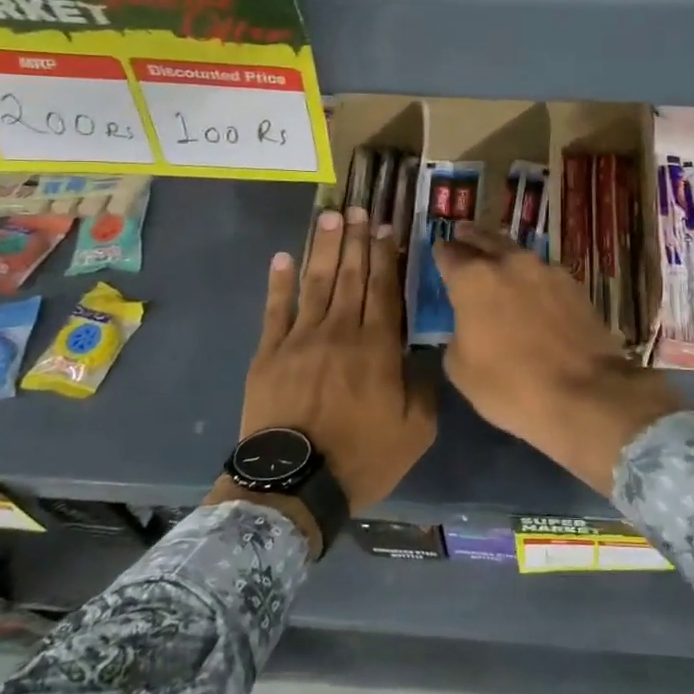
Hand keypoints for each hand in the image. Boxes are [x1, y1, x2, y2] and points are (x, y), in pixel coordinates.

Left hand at [237, 208, 436, 525]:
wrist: (294, 485)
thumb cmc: (362, 457)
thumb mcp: (416, 431)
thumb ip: (424, 386)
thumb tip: (424, 352)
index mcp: (378, 347)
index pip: (384, 289)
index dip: (385, 255)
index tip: (385, 227)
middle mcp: (341, 331)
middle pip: (351, 276)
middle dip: (356, 240)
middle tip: (358, 208)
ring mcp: (300, 339)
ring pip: (316, 283)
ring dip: (324, 248)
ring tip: (330, 217)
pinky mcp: (269, 354)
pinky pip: (275, 310)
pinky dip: (279, 282)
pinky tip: (283, 256)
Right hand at [434, 223, 682, 494]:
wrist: (586, 394)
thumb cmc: (511, 385)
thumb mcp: (461, 369)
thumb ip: (458, 334)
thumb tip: (469, 326)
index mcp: (474, 279)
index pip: (449, 254)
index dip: (442, 253)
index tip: (440, 251)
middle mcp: (510, 263)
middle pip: (486, 240)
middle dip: (472, 238)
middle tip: (463, 233)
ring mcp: (548, 271)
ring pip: (519, 255)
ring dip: (506, 258)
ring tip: (499, 264)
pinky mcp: (576, 286)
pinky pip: (545, 276)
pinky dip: (534, 280)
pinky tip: (534, 293)